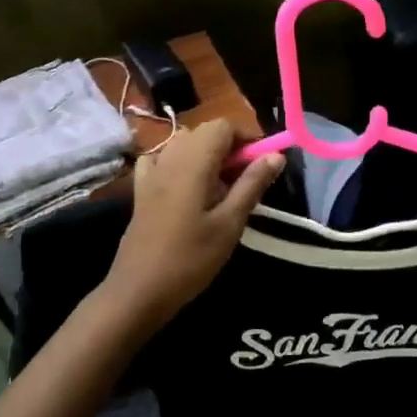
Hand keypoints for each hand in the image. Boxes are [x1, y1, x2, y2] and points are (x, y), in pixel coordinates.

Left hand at [102, 120, 283, 328]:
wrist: (139, 290)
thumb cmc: (191, 259)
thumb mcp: (230, 223)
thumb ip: (252, 184)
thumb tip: (276, 156)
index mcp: (193, 163)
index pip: (223, 126)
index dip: (247, 138)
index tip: (262, 165)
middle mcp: (169, 158)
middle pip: (203, 133)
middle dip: (229, 148)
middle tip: (246, 182)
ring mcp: (151, 173)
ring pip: (183, 145)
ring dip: (207, 156)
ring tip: (221, 190)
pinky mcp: (140, 190)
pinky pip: (162, 161)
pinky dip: (179, 165)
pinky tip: (187, 188)